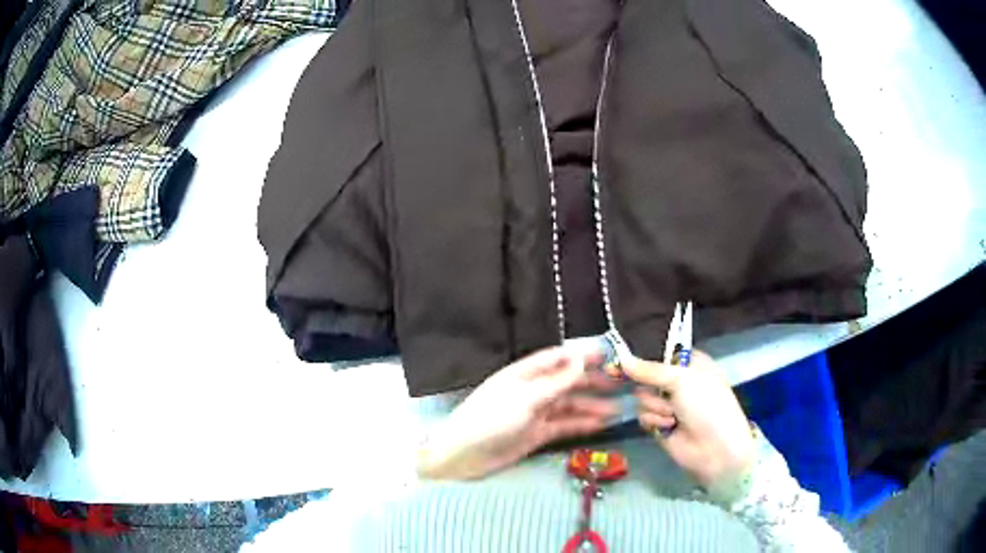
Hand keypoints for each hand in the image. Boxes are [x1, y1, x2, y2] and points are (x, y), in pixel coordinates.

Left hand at [417, 345, 620, 479]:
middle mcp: (533, 390)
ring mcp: (536, 413)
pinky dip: (583, 424)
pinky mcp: (537, 434)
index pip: (558, 358)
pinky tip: (602, 423)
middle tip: (622, 382)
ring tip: (620, 407)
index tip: (608, 353)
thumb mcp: (526, 398)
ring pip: (570, 405)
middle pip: (567, 381)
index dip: (582, 354)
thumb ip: (556, 382)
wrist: (464, 455)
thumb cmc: (491, 419)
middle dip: (593, 380)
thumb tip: (582, 359)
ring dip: (593, 405)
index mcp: (524, 374)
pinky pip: (565, 425)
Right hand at [623, 350, 754, 488]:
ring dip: (655, 406)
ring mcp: (669, 404)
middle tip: (661, 392)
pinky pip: (643, 416)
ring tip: (673, 416)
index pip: (660, 353)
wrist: (715, 448)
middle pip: (646, 376)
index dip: (643, 356)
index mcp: (690, 364)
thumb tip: (620, 359)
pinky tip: (668, 426)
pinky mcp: (660, 424)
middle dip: (651, 386)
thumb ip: (649, 369)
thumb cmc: (707, 405)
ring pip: (642, 397)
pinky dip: (654, 420)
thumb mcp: (682, 379)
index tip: (622, 358)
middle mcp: (678, 381)